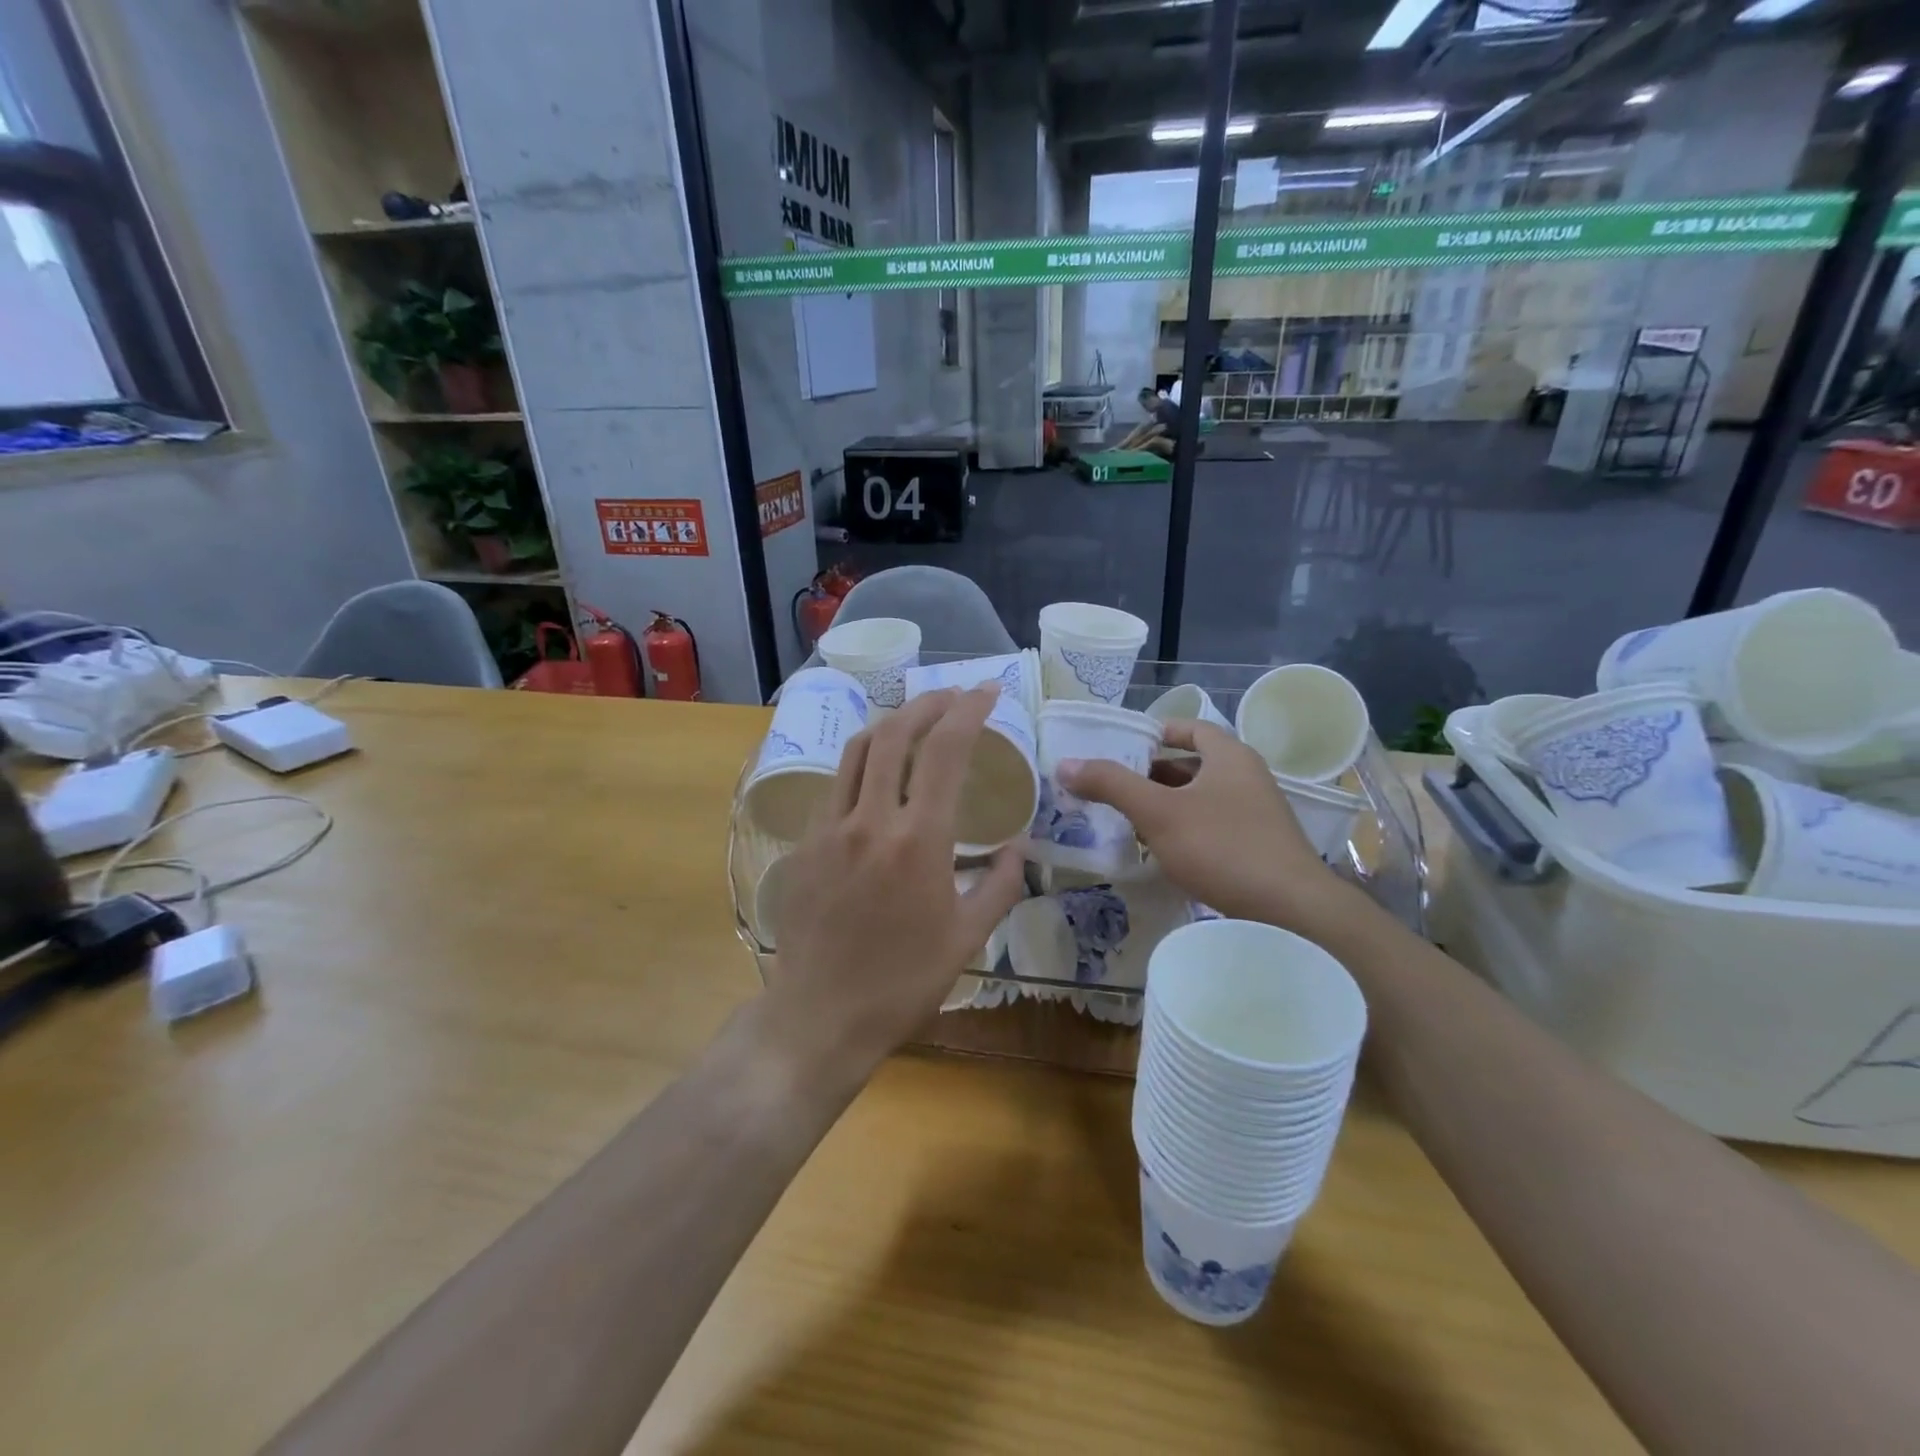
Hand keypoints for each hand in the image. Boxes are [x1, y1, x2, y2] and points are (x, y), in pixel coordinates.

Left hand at [765, 687, 1024, 1078]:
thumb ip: (1000, 884)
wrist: (820, 1016)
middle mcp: (870, 820)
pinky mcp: (805, 844)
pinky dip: (863, 764)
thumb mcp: (967, 938)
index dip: (969, 711)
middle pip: (895, 734)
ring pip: (857, 750)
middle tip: (953, 696)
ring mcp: (829, 828)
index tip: (988, 692)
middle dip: (928, 703)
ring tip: (916, 720)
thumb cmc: (903, 982)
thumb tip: (1019, 847)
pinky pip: (836, 786)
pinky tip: (878, 776)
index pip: (945, 751)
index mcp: (918, 840)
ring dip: (891, 724)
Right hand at [1057, 721, 1357, 936]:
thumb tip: (1066, 764)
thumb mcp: (1158, 812)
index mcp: (1230, 756)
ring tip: (1128, 818)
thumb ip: (1112, 784)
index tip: (1123, 745)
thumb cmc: (1222, 847)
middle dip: (1152, 773)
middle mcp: (1247, 777)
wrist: (1291, 911)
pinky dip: (1184, 829)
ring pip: (1201, 798)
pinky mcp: (1258, 847)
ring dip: (1166, 804)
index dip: (1156, 731)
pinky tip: (1162, 851)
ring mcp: (1256, 814)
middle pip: (1192, 764)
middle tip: (1114, 785)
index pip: (1190, 728)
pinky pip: (1212, 826)